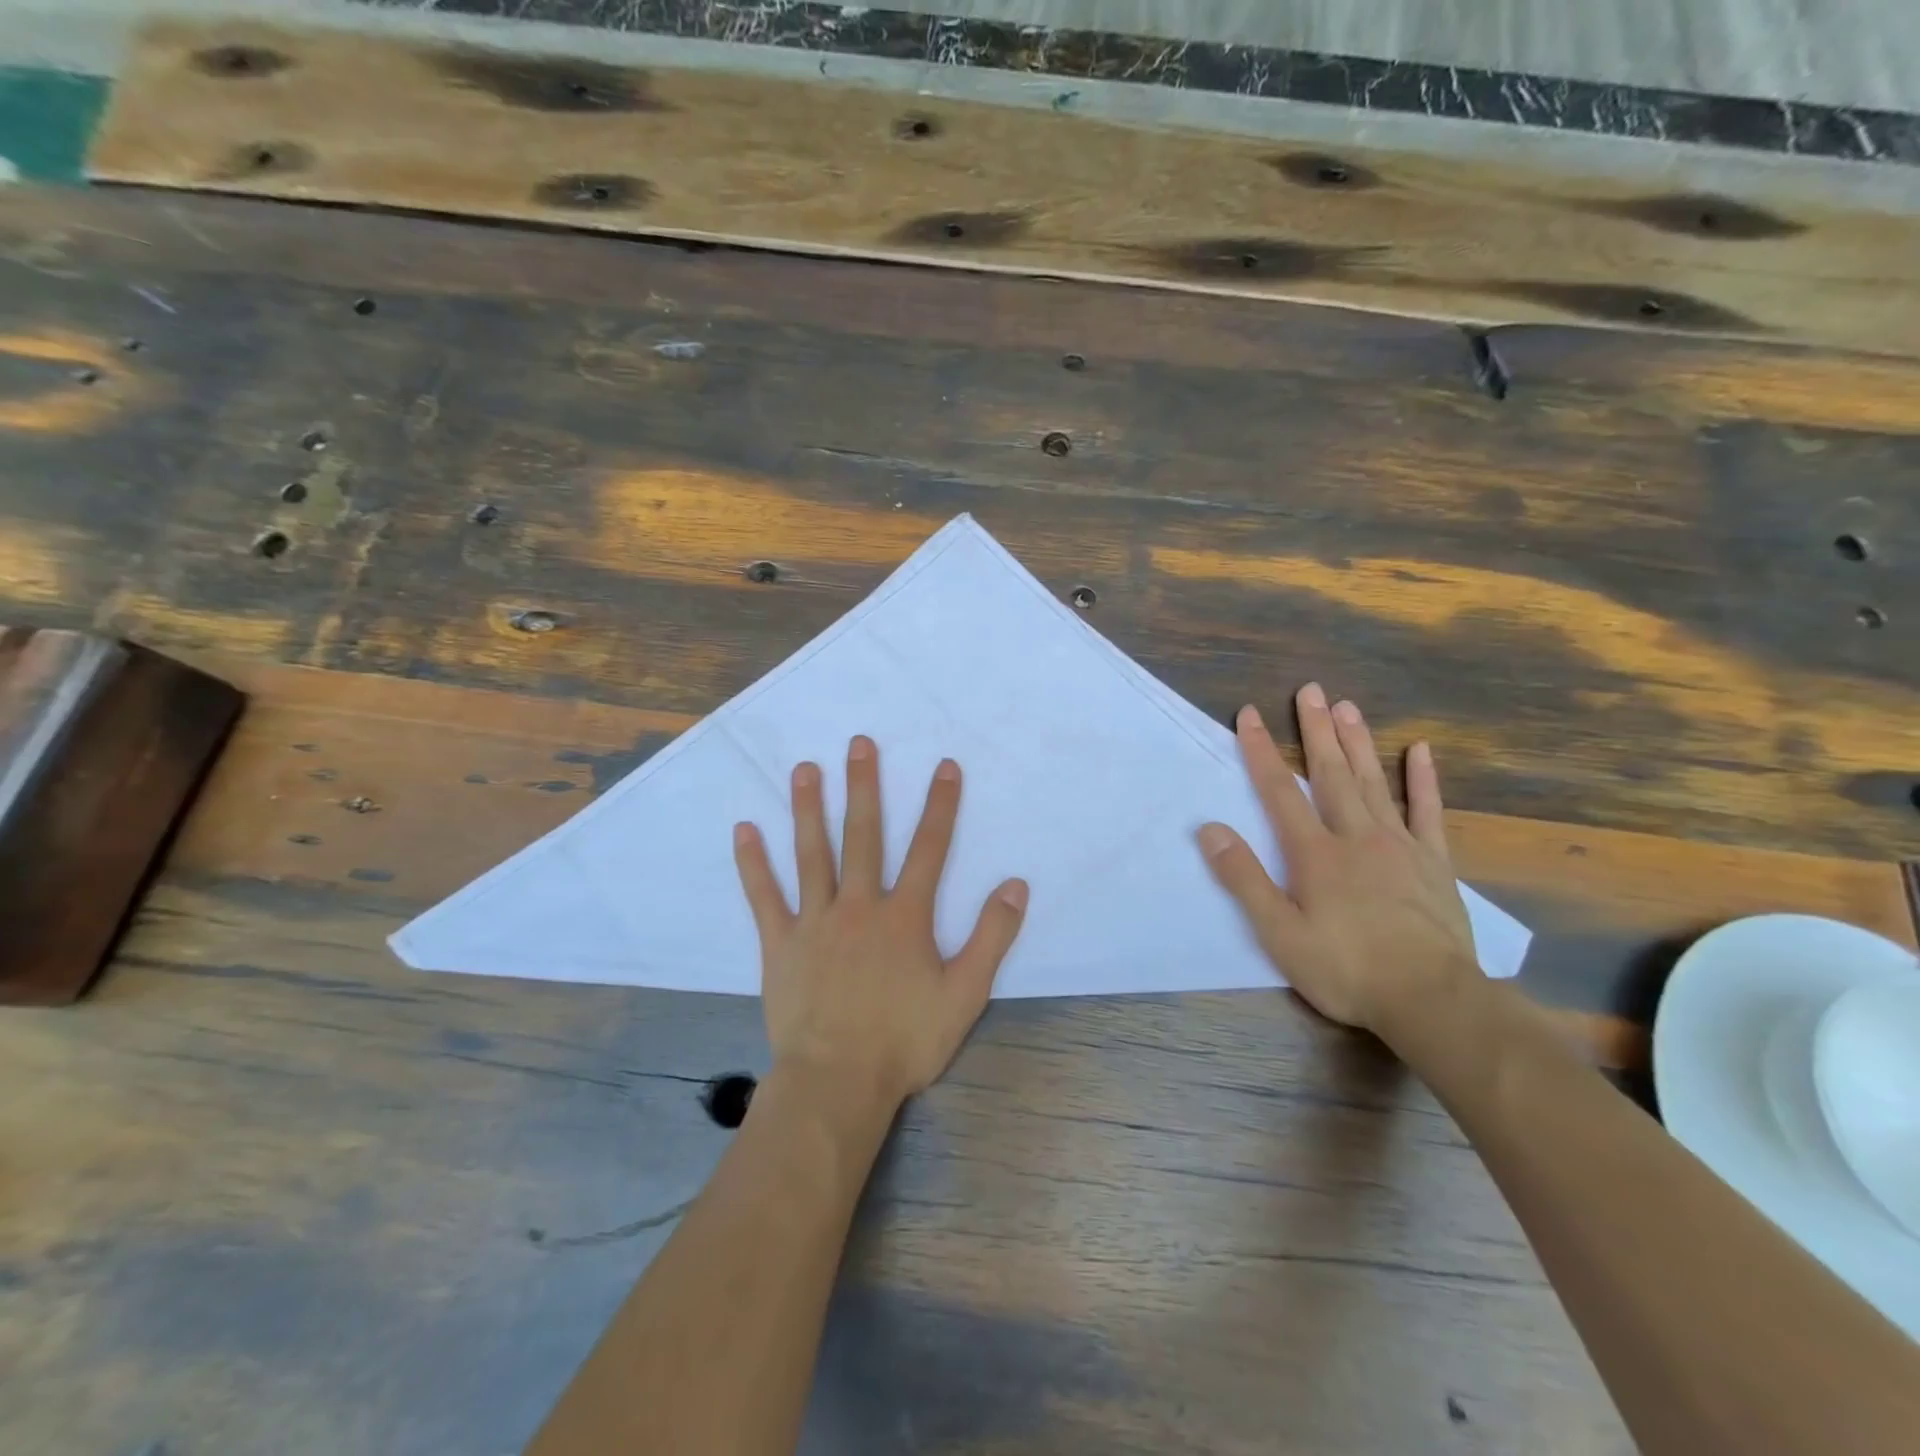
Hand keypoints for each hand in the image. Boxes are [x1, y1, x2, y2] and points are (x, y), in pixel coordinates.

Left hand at [733, 736, 1028, 1112]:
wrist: (837, 1083)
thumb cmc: (905, 1041)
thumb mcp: (965, 994)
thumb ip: (991, 937)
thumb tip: (1016, 885)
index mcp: (904, 916)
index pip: (929, 849)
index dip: (940, 806)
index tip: (945, 766)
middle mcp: (859, 905)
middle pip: (863, 836)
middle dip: (865, 787)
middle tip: (858, 744)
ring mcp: (815, 921)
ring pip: (812, 854)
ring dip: (809, 808)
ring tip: (805, 769)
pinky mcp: (779, 943)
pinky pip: (764, 896)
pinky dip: (753, 863)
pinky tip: (744, 830)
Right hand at [1196, 683, 1477, 1035]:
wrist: (1431, 1000)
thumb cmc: (1346, 968)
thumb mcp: (1279, 932)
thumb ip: (1244, 878)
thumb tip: (1210, 828)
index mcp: (1315, 853)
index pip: (1280, 791)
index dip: (1261, 750)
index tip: (1248, 715)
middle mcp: (1356, 836)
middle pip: (1331, 773)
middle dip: (1316, 730)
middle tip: (1310, 690)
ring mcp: (1400, 846)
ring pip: (1374, 782)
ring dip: (1358, 742)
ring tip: (1347, 706)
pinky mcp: (1433, 863)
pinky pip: (1428, 812)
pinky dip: (1423, 780)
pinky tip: (1419, 750)